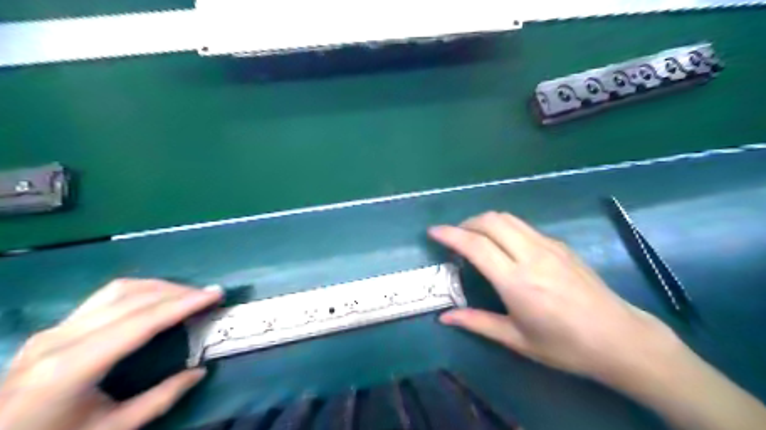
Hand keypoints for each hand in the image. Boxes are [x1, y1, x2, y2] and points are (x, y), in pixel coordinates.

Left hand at [1, 279, 221, 429]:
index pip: (142, 321)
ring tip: (188, 295)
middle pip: (132, 298)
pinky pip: (104, 298)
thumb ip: (160, 399)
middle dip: (177, 292)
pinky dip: (140, 292)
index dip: (184, 304)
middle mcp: (60, 339)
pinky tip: (156, 300)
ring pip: (118, 290)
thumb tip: (199, 372)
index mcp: (72, 367)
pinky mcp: (52, 330)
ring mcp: (53, 330)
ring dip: (160, 287)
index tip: (216, 294)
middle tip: (210, 295)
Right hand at [430, 212, 765, 428]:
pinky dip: (504, 227)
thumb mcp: (516, 340)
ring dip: (485, 221)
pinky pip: (523, 226)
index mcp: (516, 281)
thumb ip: (477, 323)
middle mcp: (531, 256)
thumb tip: (444, 317)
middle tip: (454, 237)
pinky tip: (504, 245)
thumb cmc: (565, 346)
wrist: (620, 338)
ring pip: (508, 218)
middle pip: (491, 221)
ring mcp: (548, 246)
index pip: (475, 245)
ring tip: (475, 237)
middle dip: (466, 223)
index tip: (433, 232)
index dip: (450, 234)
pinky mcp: (560, 245)